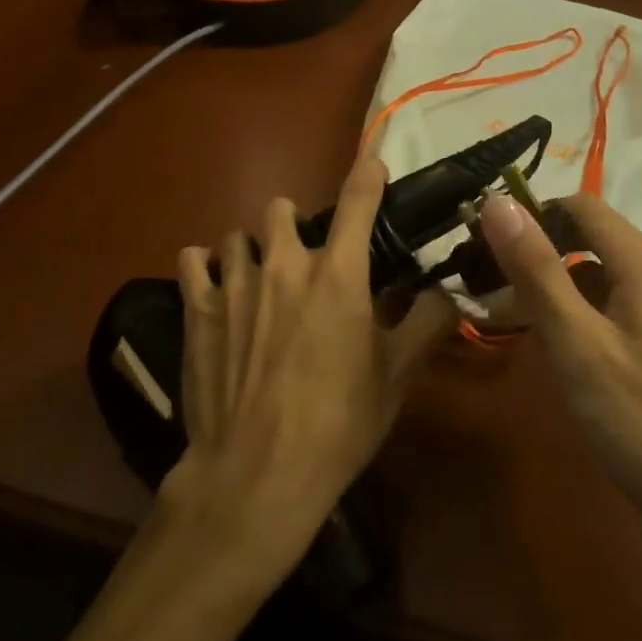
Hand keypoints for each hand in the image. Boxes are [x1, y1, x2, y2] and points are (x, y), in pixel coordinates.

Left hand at [162, 158, 455, 588]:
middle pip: (282, 208)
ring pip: (238, 235)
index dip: (368, 175)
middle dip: (294, 226)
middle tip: (303, 265)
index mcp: (338, 273)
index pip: (357, 200)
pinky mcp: (198, 307)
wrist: (257, 475)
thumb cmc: (337, 424)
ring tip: (257, 282)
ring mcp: (235, 281)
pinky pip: (193, 259)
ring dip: (251, 250)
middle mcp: (285, 262)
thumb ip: (426, 324)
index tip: (373, 166)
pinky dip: (204, 267)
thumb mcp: (395, 377)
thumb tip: (448, 292)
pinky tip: (214, 288)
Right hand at [477, 192, 641, 542]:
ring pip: (592, 270)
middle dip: (534, 249)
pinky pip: (605, 301)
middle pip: (585, 234)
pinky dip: (570, 308)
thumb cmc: (641, 421)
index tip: (482, 241)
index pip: (578, 204)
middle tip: (482, 280)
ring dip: (547, 281)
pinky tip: (543, 340)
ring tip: (499, 311)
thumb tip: (496, 199)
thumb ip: (535, 269)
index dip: (530, 214)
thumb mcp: (577, 343)